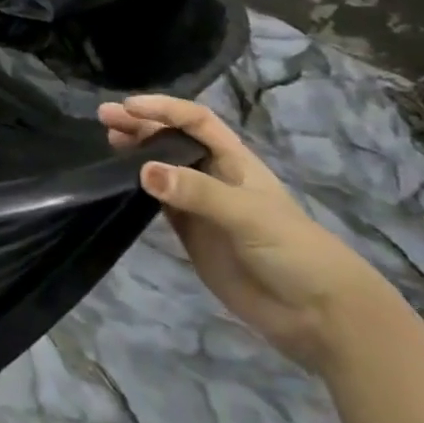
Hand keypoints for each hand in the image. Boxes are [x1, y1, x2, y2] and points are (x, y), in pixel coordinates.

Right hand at [100, 95, 392, 370]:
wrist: (319, 315)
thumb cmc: (294, 252)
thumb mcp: (248, 215)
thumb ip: (197, 192)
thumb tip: (143, 170)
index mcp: (235, 162)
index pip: (196, 121)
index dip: (164, 108)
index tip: (128, 107)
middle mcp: (215, 177)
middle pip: (173, 139)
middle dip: (141, 124)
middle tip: (104, 117)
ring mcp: (201, 206)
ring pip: (161, 168)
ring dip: (135, 151)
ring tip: (107, 140)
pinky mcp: (190, 234)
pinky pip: (158, 202)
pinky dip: (137, 187)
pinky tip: (118, 180)